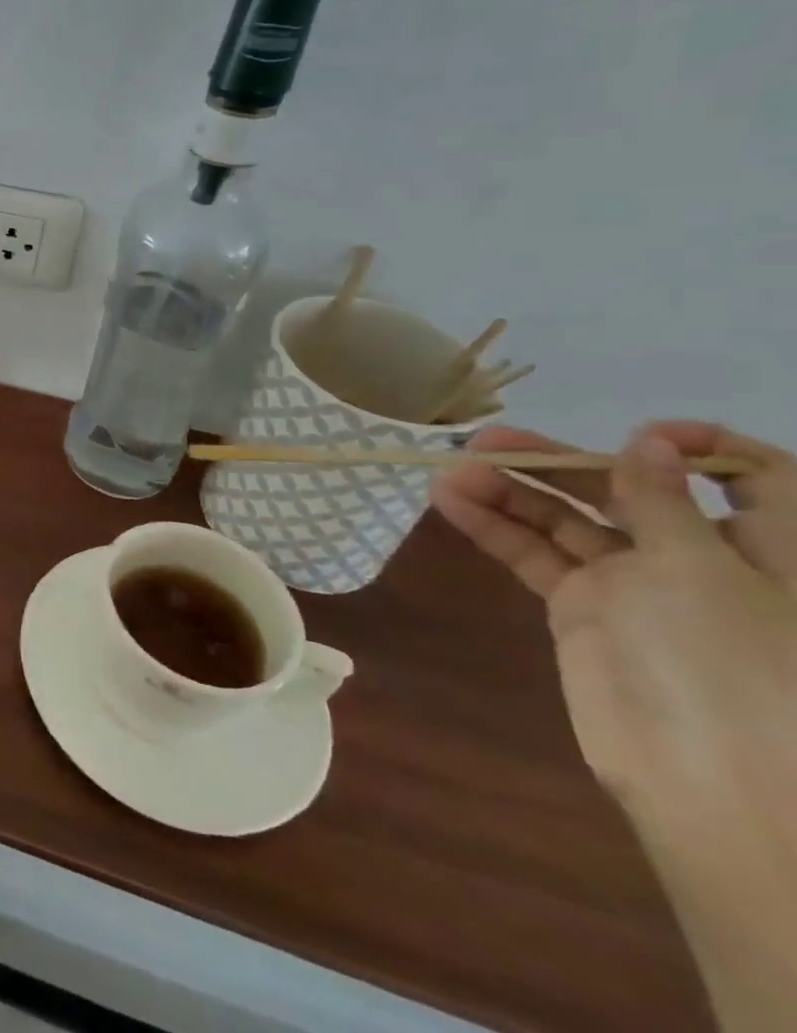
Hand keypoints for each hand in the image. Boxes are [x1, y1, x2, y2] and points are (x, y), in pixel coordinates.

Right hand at [432, 422, 796, 824]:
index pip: (755, 478)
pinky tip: (452, 504)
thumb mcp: (701, 570)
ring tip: (450, 473)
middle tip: (486, 443)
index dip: (702, 447)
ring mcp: (634, 583)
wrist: (710, 780)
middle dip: (559, 463)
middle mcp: (701, 557)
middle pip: (626, 490)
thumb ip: (661, 502)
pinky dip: (494, 527)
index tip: (640, 436)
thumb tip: (649, 443)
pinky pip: (535, 555)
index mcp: (767, 547)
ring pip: (567, 519)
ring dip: (509, 491)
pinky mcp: (582, 607)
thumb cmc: (734, 663)